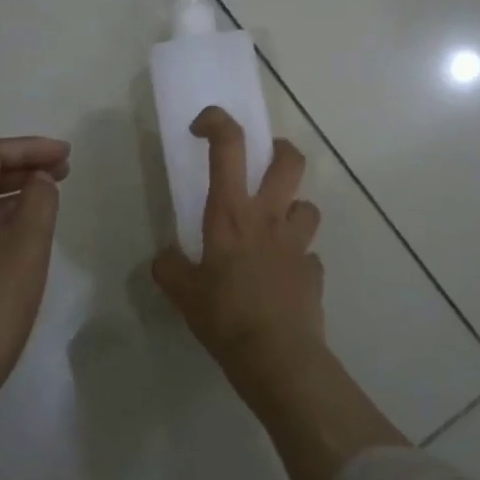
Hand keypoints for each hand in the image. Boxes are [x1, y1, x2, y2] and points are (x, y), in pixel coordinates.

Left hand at [0, 135, 69, 394]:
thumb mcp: (26, 246)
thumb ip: (39, 202)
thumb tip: (40, 179)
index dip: (29, 146)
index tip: (67, 155)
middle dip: (24, 167)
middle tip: (65, 172)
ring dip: (16, 196)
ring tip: (51, 201)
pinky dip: (6, 223)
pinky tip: (27, 242)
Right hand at [153, 107, 323, 377]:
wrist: (277, 357)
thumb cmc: (225, 317)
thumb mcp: (183, 294)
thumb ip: (169, 268)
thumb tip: (164, 257)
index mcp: (232, 214)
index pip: (229, 147)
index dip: (218, 122)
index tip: (203, 126)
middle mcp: (269, 218)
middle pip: (290, 161)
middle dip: (280, 150)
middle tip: (266, 162)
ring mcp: (298, 243)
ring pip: (307, 206)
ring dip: (292, 211)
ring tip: (275, 230)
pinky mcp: (314, 271)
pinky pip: (308, 255)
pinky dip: (297, 260)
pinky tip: (282, 281)